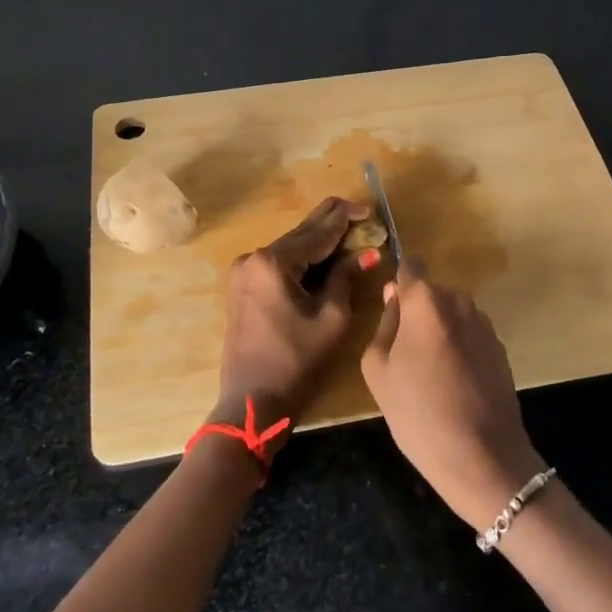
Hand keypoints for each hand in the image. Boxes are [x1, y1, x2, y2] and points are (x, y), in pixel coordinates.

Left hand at [214, 196, 369, 443]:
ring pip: (290, 248)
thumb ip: (346, 277)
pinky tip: (324, 255)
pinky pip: (278, 264)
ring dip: (318, 242)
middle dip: (331, 224)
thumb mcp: (332, 317)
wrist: (252, 402)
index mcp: (273, 262)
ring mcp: (244, 273)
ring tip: (349, 232)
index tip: (368, 210)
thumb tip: (366, 252)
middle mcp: (253, 258)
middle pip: (300, 234)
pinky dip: (303, 259)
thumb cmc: (297, 361)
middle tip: (360, 213)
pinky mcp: (243, 288)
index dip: (345, 219)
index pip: (317, 232)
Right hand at [361, 265, 545, 532]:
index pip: (410, 266)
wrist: (482, 457)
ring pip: (451, 315)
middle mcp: (459, 301)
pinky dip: (459, 350)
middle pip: (430, 294)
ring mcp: (484, 324)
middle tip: (403, 354)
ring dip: (439, 332)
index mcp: (425, 300)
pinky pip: (469, 336)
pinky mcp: (500, 348)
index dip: (399, 281)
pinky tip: (453, 385)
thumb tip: (394, 297)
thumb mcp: (379, 370)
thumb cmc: (418, 412)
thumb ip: (384, 324)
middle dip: (417, 313)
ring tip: (429, 375)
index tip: (390, 306)